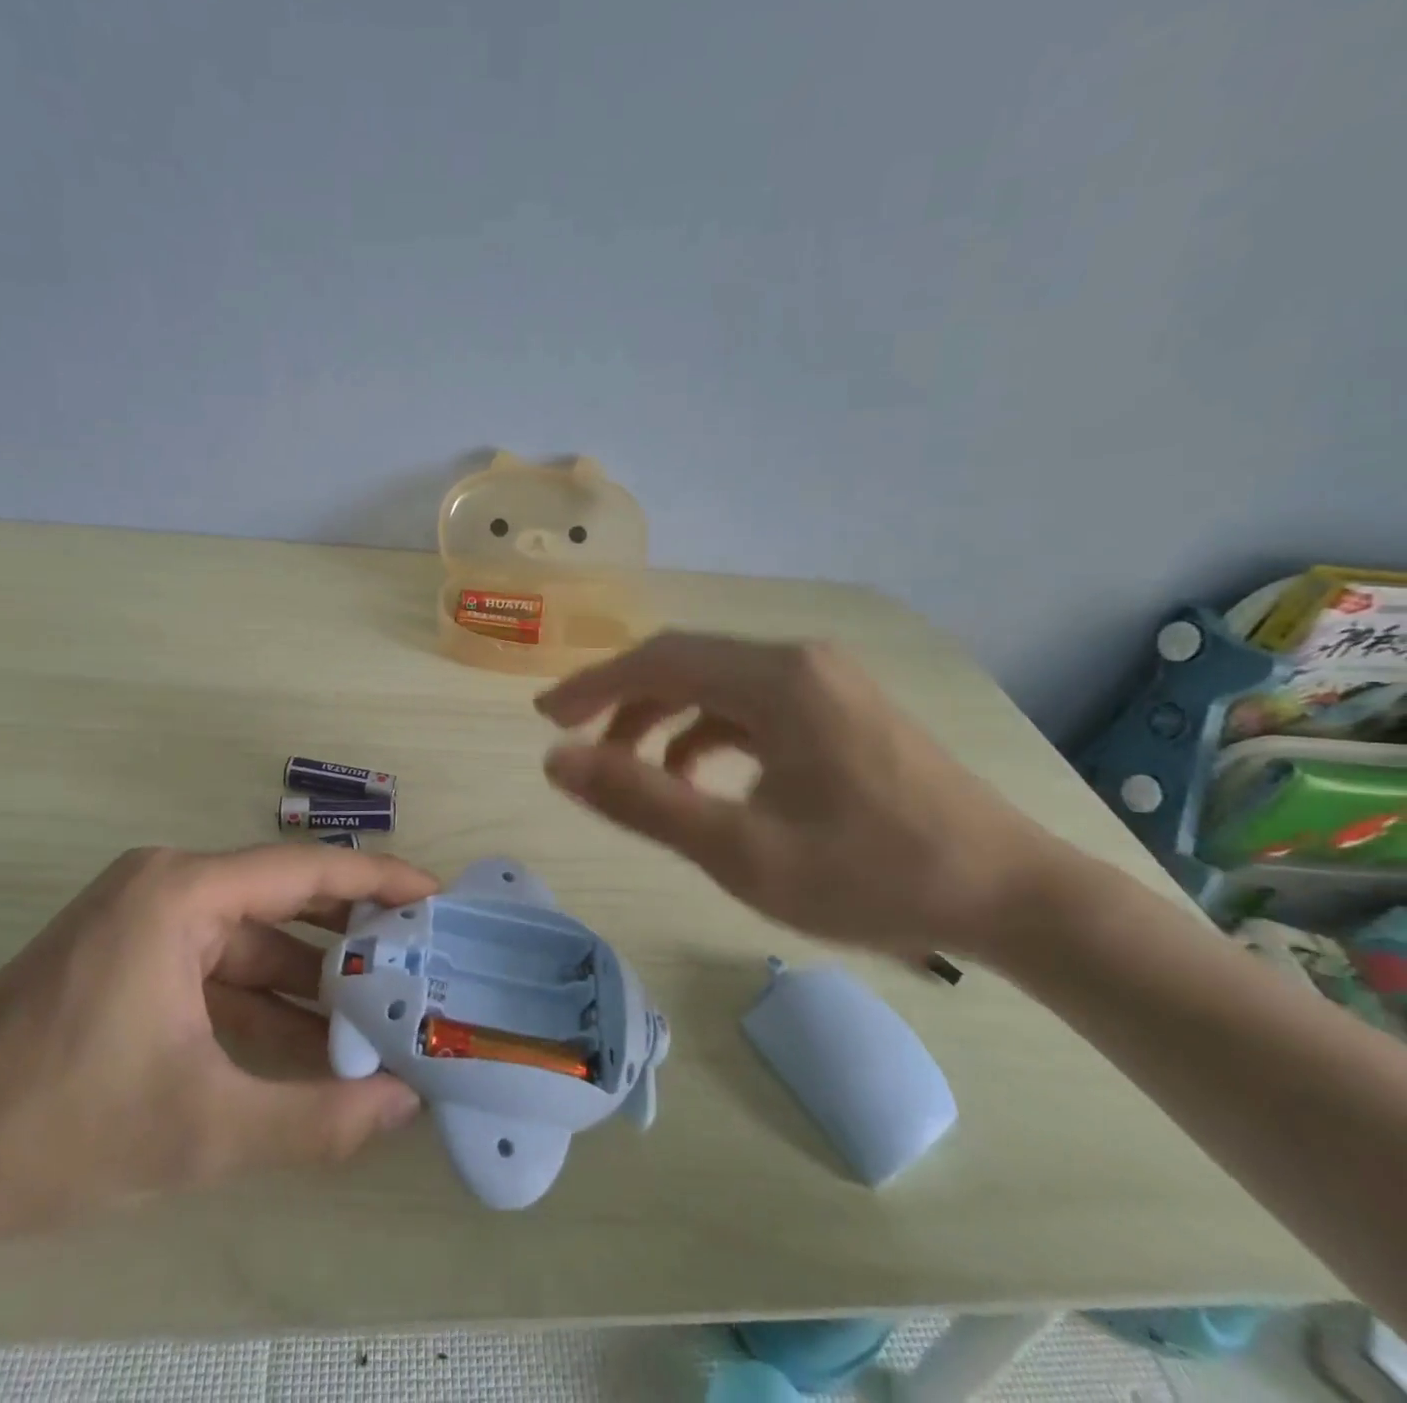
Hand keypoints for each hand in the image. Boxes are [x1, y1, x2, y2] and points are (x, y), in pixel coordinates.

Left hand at [0, 845, 432, 1242]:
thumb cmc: (53, 1128)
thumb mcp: (200, 1130)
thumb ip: (315, 1118)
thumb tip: (406, 1103)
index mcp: (180, 893)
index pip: (305, 871)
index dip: (378, 880)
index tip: (436, 898)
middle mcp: (166, 887)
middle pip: (283, 901)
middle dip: (351, 938)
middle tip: (420, 964)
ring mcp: (143, 923)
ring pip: (251, 944)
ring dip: (309, 984)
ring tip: (380, 1018)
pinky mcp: (129, 961)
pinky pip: (217, 972)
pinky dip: (263, 1007)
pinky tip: (311, 1050)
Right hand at [535, 632, 1077, 960]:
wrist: (1011, 896)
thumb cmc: (873, 875)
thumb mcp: (741, 850)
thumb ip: (642, 801)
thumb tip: (556, 761)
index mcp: (777, 679)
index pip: (658, 661)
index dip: (592, 686)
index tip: (545, 719)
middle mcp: (799, 661)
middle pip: (685, 663)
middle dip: (621, 701)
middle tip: (574, 743)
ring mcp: (826, 681)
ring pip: (716, 684)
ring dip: (662, 719)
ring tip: (630, 771)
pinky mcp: (840, 707)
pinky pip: (751, 705)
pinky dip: (707, 732)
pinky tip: (697, 777)